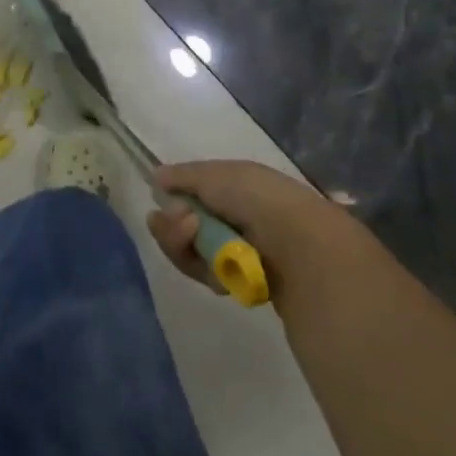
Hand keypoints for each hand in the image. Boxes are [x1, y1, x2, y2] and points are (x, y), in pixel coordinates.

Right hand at [148, 160, 366, 304]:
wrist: (299, 245)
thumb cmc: (257, 199)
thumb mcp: (215, 175)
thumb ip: (182, 176)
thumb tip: (156, 176)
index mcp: (235, 187)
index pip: (192, 194)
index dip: (173, 199)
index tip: (160, 200)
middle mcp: (235, 217)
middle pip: (185, 226)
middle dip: (173, 227)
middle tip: (182, 224)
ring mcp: (237, 250)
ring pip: (191, 252)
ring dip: (183, 244)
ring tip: (195, 236)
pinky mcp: (241, 281)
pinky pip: (206, 274)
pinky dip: (204, 268)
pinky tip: (216, 264)